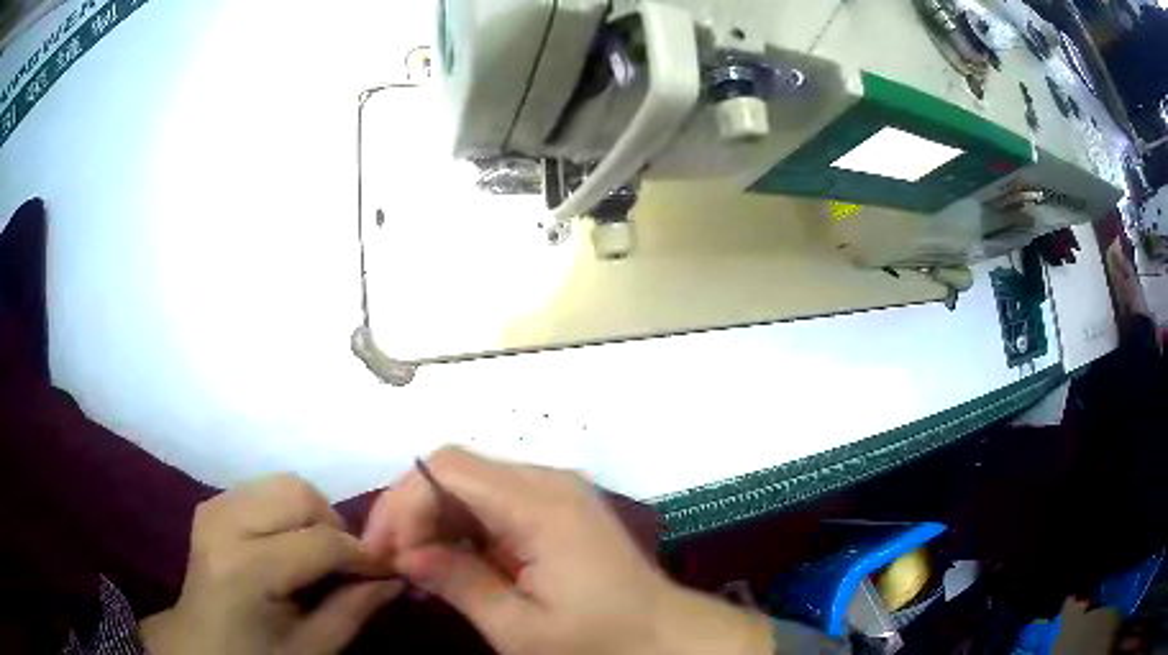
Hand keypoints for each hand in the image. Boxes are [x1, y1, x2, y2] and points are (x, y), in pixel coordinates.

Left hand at [141, 474, 402, 654]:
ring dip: (312, 515)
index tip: (386, 571)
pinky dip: (289, 511)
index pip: (321, 542)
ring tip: (317, 553)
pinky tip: (288, 544)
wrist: (200, 643)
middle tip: (345, 563)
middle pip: (299, 494)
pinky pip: (265, 488)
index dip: (362, 555)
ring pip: (284, 483)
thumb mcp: (312, 648)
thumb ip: (353, 610)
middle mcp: (225, 524)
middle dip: (334, 525)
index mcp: (246, 569)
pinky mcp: (212, 502)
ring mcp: (214, 506)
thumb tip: (394, 577)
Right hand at [362, 447, 773, 654]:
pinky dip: (462, 527)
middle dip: (412, 510)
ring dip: (433, 519)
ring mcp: (555, 492)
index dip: (403, 504)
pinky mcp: (556, 508)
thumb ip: (459, 583)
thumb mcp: (520, 628)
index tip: (383, 552)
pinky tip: (451, 561)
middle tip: (390, 559)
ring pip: (471, 484)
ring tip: (414, 565)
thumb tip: (406, 554)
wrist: (664, 636)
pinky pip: (493, 502)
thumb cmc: (599, 640)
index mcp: (541, 505)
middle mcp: (548, 482)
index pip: (448, 470)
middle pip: (456, 470)